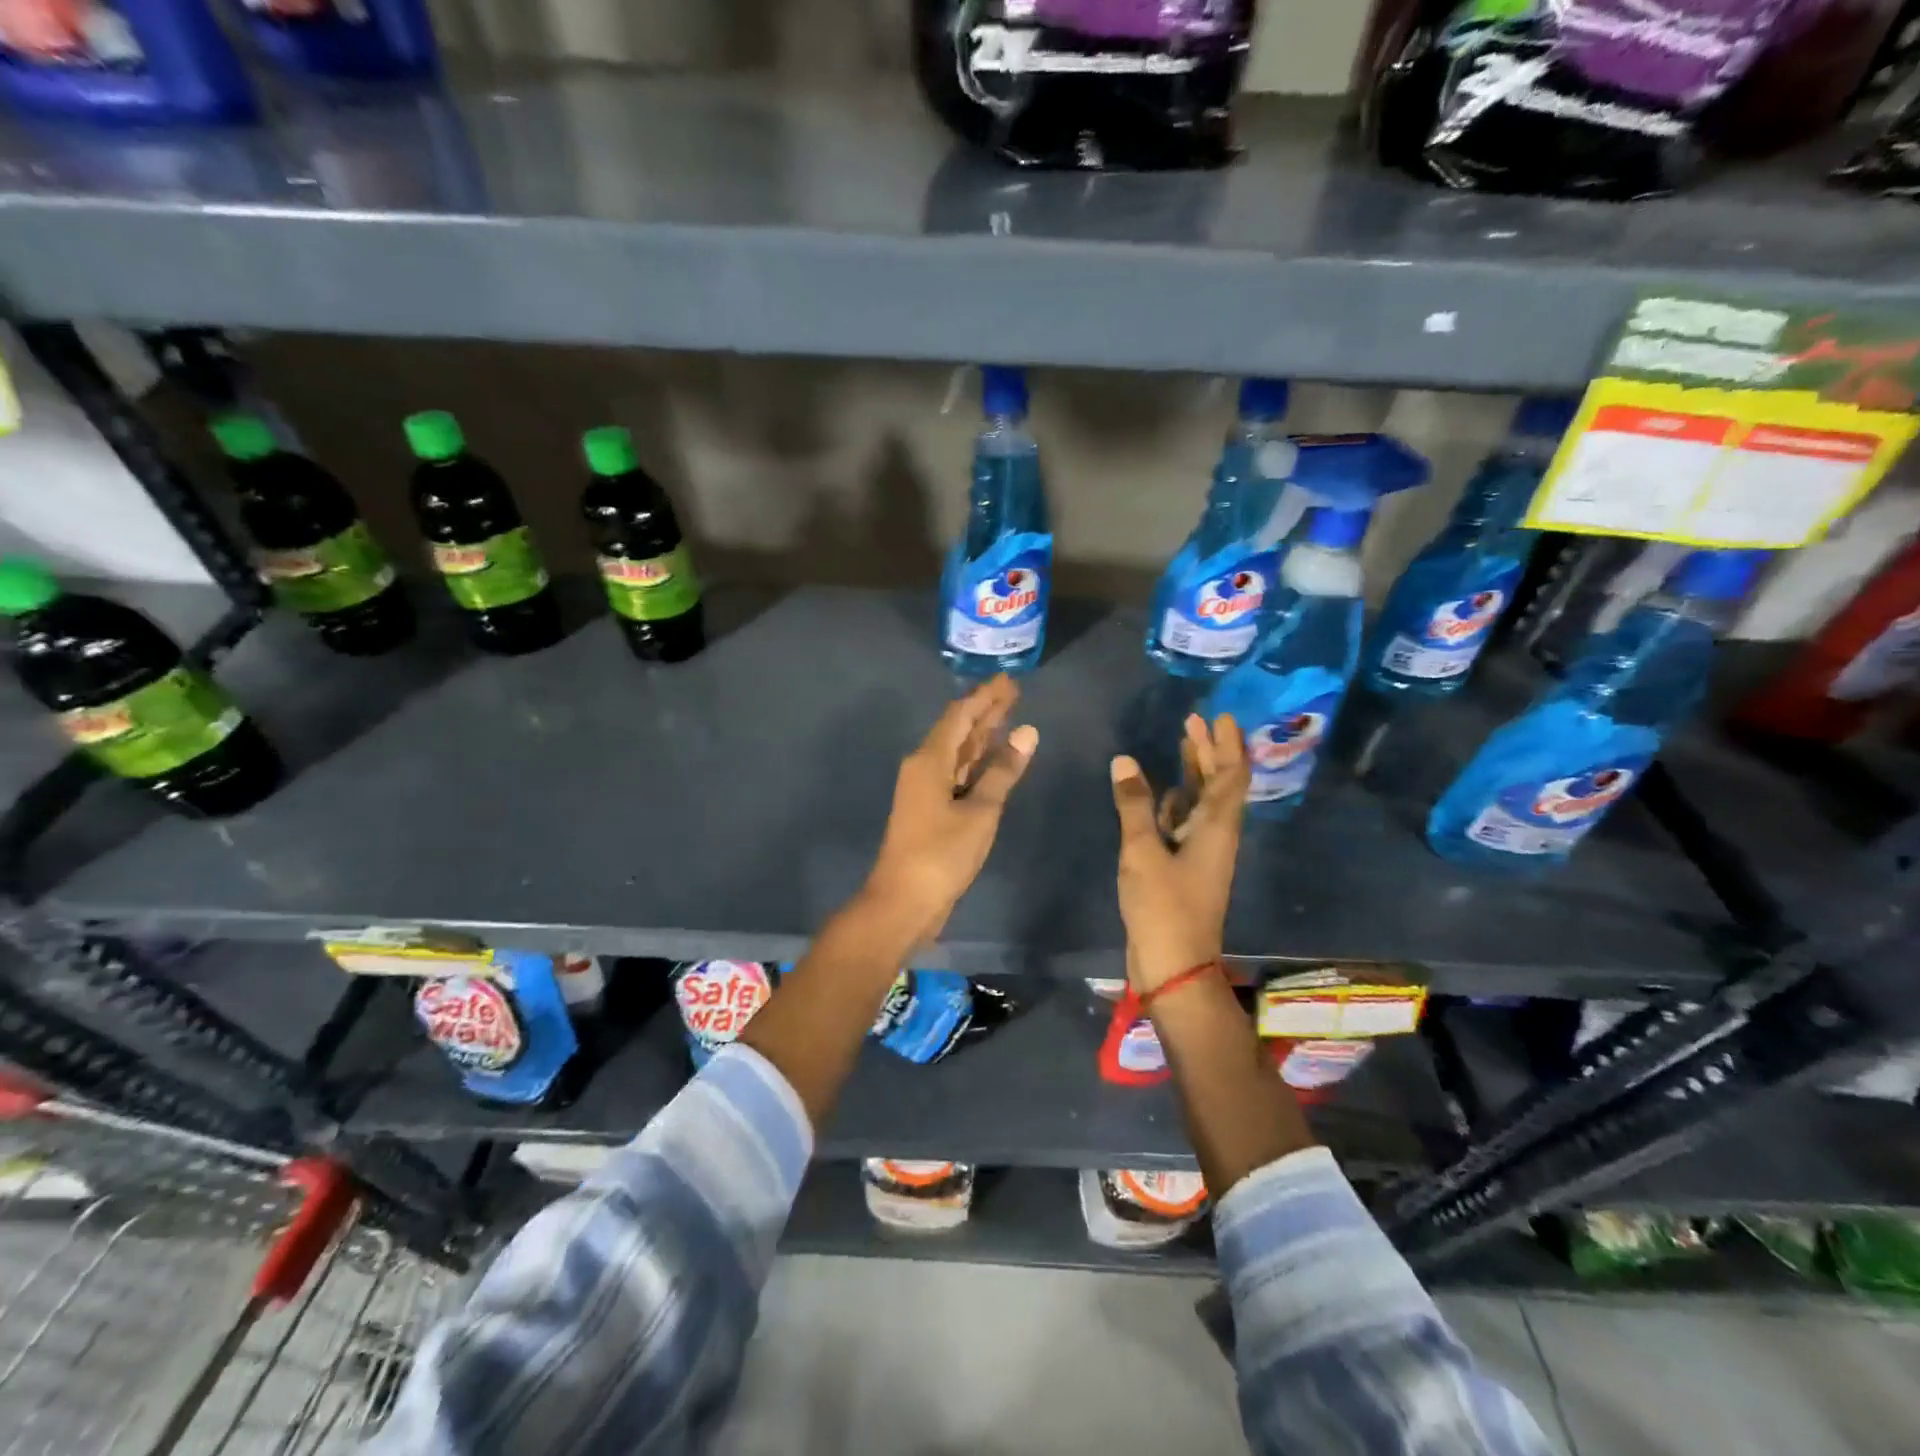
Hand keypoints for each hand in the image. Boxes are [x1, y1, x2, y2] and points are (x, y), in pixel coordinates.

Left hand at [864, 674, 1038, 942]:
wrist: (904, 901)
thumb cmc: (941, 854)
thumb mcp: (980, 811)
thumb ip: (1003, 771)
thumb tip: (1027, 732)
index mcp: (930, 759)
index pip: (960, 715)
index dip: (985, 696)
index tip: (1009, 680)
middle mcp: (924, 766)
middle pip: (958, 730)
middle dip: (986, 711)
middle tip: (1015, 692)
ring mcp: (926, 788)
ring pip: (958, 752)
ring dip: (982, 734)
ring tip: (1010, 716)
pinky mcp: (932, 809)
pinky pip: (957, 773)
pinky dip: (977, 762)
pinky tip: (994, 758)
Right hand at [1110, 713, 1248, 992]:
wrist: (1173, 966)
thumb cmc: (1164, 907)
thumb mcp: (1143, 852)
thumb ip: (1134, 805)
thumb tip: (1124, 761)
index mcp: (1216, 828)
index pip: (1232, 776)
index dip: (1228, 745)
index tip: (1221, 716)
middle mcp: (1215, 835)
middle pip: (1219, 784)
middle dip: (1209, 751)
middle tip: (1194, 720)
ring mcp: (1200, 853)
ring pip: (1202, 802)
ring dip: (1194, 773)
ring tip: (1181, 743)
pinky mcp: (1184, 868)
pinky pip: (1184, 824)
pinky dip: (1176, 803)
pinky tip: (1162, 792)